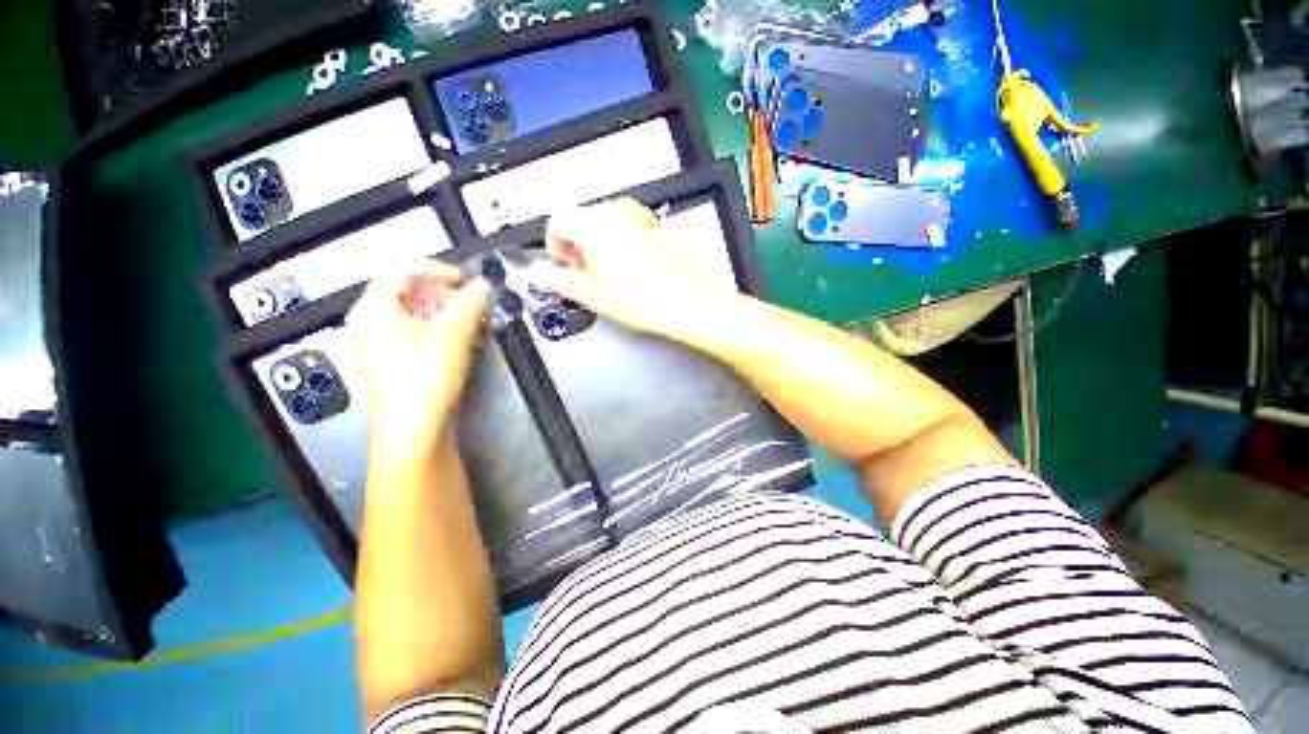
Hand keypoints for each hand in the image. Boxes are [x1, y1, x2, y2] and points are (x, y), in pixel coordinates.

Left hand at [346, 261, 491, 462]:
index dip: (436, 269)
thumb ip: (470, 302)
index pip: (400, 271)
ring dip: (442, 311)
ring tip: (470, 320)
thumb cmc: (426, 374)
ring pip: (410, 314)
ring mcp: (376, 344)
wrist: (412, 428)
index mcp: (373, 308)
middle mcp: (367, 322)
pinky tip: (458, 341)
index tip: (466, 278)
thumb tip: (484, 284)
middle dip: (441, 292)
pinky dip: (435, 329)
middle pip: (404, 292)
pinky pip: (411, 333)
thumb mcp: (454, 333)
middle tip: (470, 299)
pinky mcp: (389, 362)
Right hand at [531, 198, 724, 336]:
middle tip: (581, 273)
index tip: (560, 264)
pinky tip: (625, 269)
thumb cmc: (647, 299)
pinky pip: (624, 225)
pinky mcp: (652, 224)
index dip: (553, 245)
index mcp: (594, 226)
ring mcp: (638, 216)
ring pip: (602, 222)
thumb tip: (543, 276)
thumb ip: (560, 282)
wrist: (687, 300)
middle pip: (580, 219)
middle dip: (574, 245)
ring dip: (595, 243)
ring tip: (606, 275)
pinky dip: (616, 241)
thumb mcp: (593, 296)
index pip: (557, 221)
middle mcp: (616, 213)